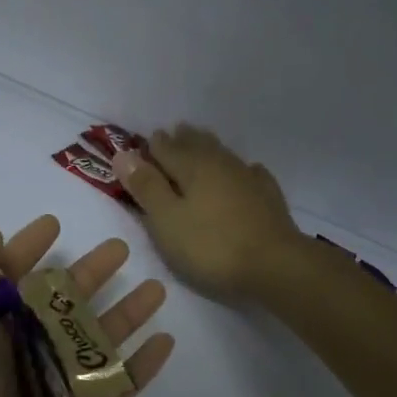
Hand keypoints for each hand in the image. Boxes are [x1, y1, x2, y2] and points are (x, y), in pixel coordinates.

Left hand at [0, 216, 175, 396]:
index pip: (9, 278)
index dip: (27, 249)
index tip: (54, 224)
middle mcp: (18, 355)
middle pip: (60, 305)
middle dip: (88, 275)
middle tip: (122, 249)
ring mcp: (51, 391)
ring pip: (94, 342)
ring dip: (124, 315)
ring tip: (156, 289)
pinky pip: (115, 389)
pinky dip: (139, 367)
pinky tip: (165, 343)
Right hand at [112, 126, 304, 301]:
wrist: (274, 264)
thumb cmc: (211, 245)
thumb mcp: (167, 220)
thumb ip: (146, 187)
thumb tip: (122, 153)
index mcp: (192, 167)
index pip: (166, 148)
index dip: (152, 146)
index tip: (146, 141)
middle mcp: (220, 164)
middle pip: (197, 145)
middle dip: (182, 139)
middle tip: (174, 132)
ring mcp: (248, 178)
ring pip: (222, 155)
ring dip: (208, 148)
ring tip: (201, 143)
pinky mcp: (268, 197)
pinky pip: (250, 173)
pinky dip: (240, 169)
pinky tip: (245, 171)